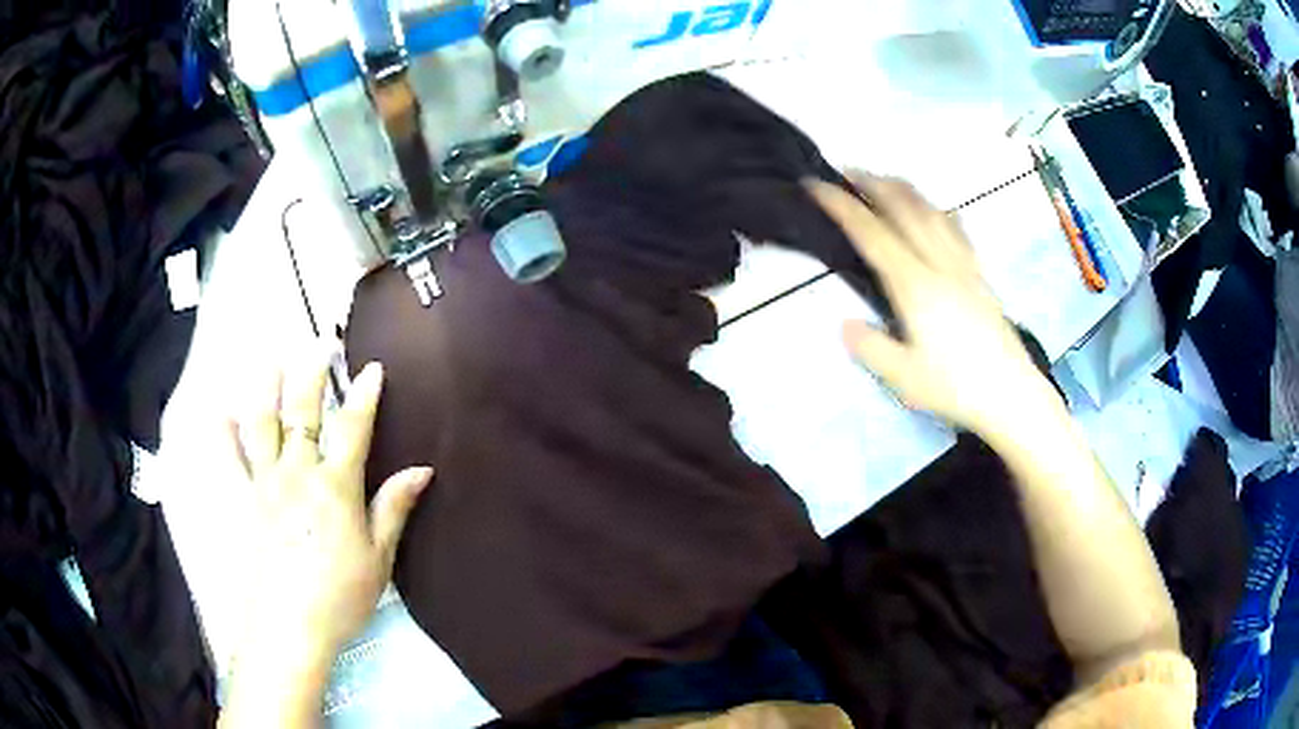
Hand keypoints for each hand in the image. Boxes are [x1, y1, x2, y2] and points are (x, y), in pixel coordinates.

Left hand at [228, 358, 432, 669]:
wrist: (289, 627)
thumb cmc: (341, 596)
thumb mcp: (379, 559)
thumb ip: (393, 509)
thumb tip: (421, 469)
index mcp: (335, 487)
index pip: (353, 429)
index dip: (364, 396)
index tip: (371, 367)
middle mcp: (298, 474)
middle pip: (303, 414)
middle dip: (312, 375)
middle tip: (318, 346)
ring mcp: (266, 485)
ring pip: (264, 426)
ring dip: (267, 389)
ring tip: (271, 361)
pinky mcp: (244, 503)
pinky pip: (231, 462)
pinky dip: (224, 435)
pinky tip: (222, 413)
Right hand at [806, 173, 1056, 437]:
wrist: (1011, 395)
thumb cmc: (956, 388)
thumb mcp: (903, 378)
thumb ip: (871, 348)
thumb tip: (845, 324)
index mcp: (915, 286)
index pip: (872, 234)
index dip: (842, 205)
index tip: (817, 185)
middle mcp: (939, 264)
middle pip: (904, 208)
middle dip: (873, 183)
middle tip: (848, 172)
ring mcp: (963, 266)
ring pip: (932, 211)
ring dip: (905, 189)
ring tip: (885, 181)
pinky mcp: (980, 275)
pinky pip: (958, 230)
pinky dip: (939, 211)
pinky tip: (936, 211)